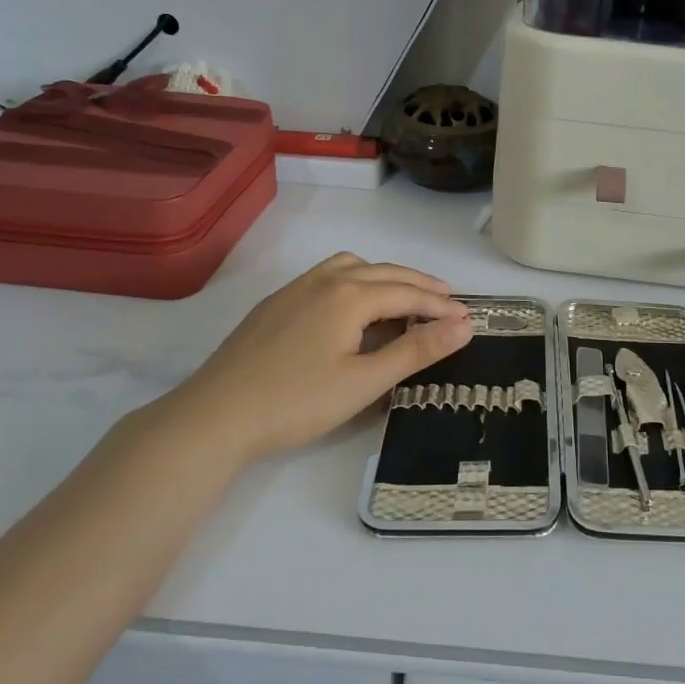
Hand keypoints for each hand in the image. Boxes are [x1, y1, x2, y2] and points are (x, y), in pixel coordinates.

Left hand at [156, 253, 471, 459]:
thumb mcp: (366, 380)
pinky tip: (352, 309)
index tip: (469, 318)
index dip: (441, 306)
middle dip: (420, 285)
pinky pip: (328, 277)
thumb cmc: (297, 401)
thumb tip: (464, 325)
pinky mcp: (276, 303)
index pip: (409, 293)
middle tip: (447, 301)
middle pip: (385, 272)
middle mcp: (326, 279)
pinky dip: (356, 282)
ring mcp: (296, 288)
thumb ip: (417, 350)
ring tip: (403, 298)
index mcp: (350, 294)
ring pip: (352, 267)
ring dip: (385, 277)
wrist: (216, 416)